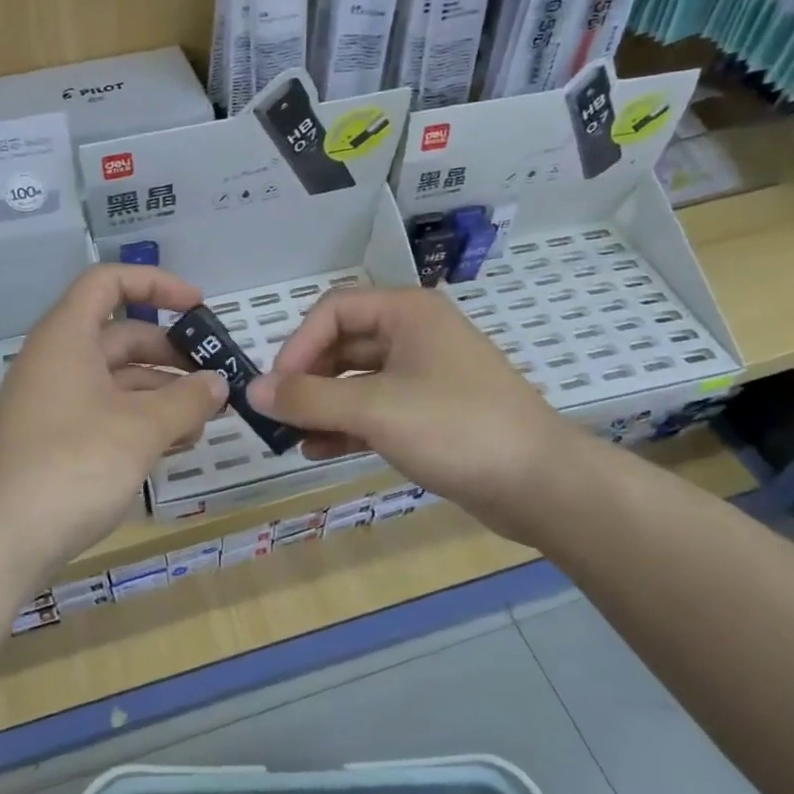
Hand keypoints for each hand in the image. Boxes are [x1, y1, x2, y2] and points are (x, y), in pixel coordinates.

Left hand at [0, 265, 227, 581]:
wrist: (3, 540)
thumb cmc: (75, 465)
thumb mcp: (142, 429)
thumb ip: (187, 400)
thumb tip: (218, 384)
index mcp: (67, 337)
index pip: (109, 282)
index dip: (157, 284)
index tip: (199, 307)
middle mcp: (57, 361)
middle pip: (121, 336)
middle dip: (171, 355)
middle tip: (213, 379)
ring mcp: (53, 402)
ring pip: (117, 380)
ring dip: (162, 394)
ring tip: (204, 422)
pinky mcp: (55, 439)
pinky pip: (106, 412)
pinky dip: (141, 421)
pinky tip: (175, 446)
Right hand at [245, 286, 588, 543]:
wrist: (540, 484)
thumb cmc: (457, 429)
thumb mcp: (376, 410)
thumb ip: (309, 399)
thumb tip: (252, 391)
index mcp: (407, 313)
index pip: (333, 310)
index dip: (298, 345)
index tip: (277, 387)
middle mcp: (415, 335)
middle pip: (342, 345)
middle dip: (307, 379)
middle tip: (278, 414)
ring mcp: (425, 375)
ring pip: (357, 381)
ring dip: (322, 406)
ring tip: (292, 437)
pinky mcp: (430, 412)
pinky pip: (376, 409)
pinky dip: (347, 426)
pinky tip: (319, 450)